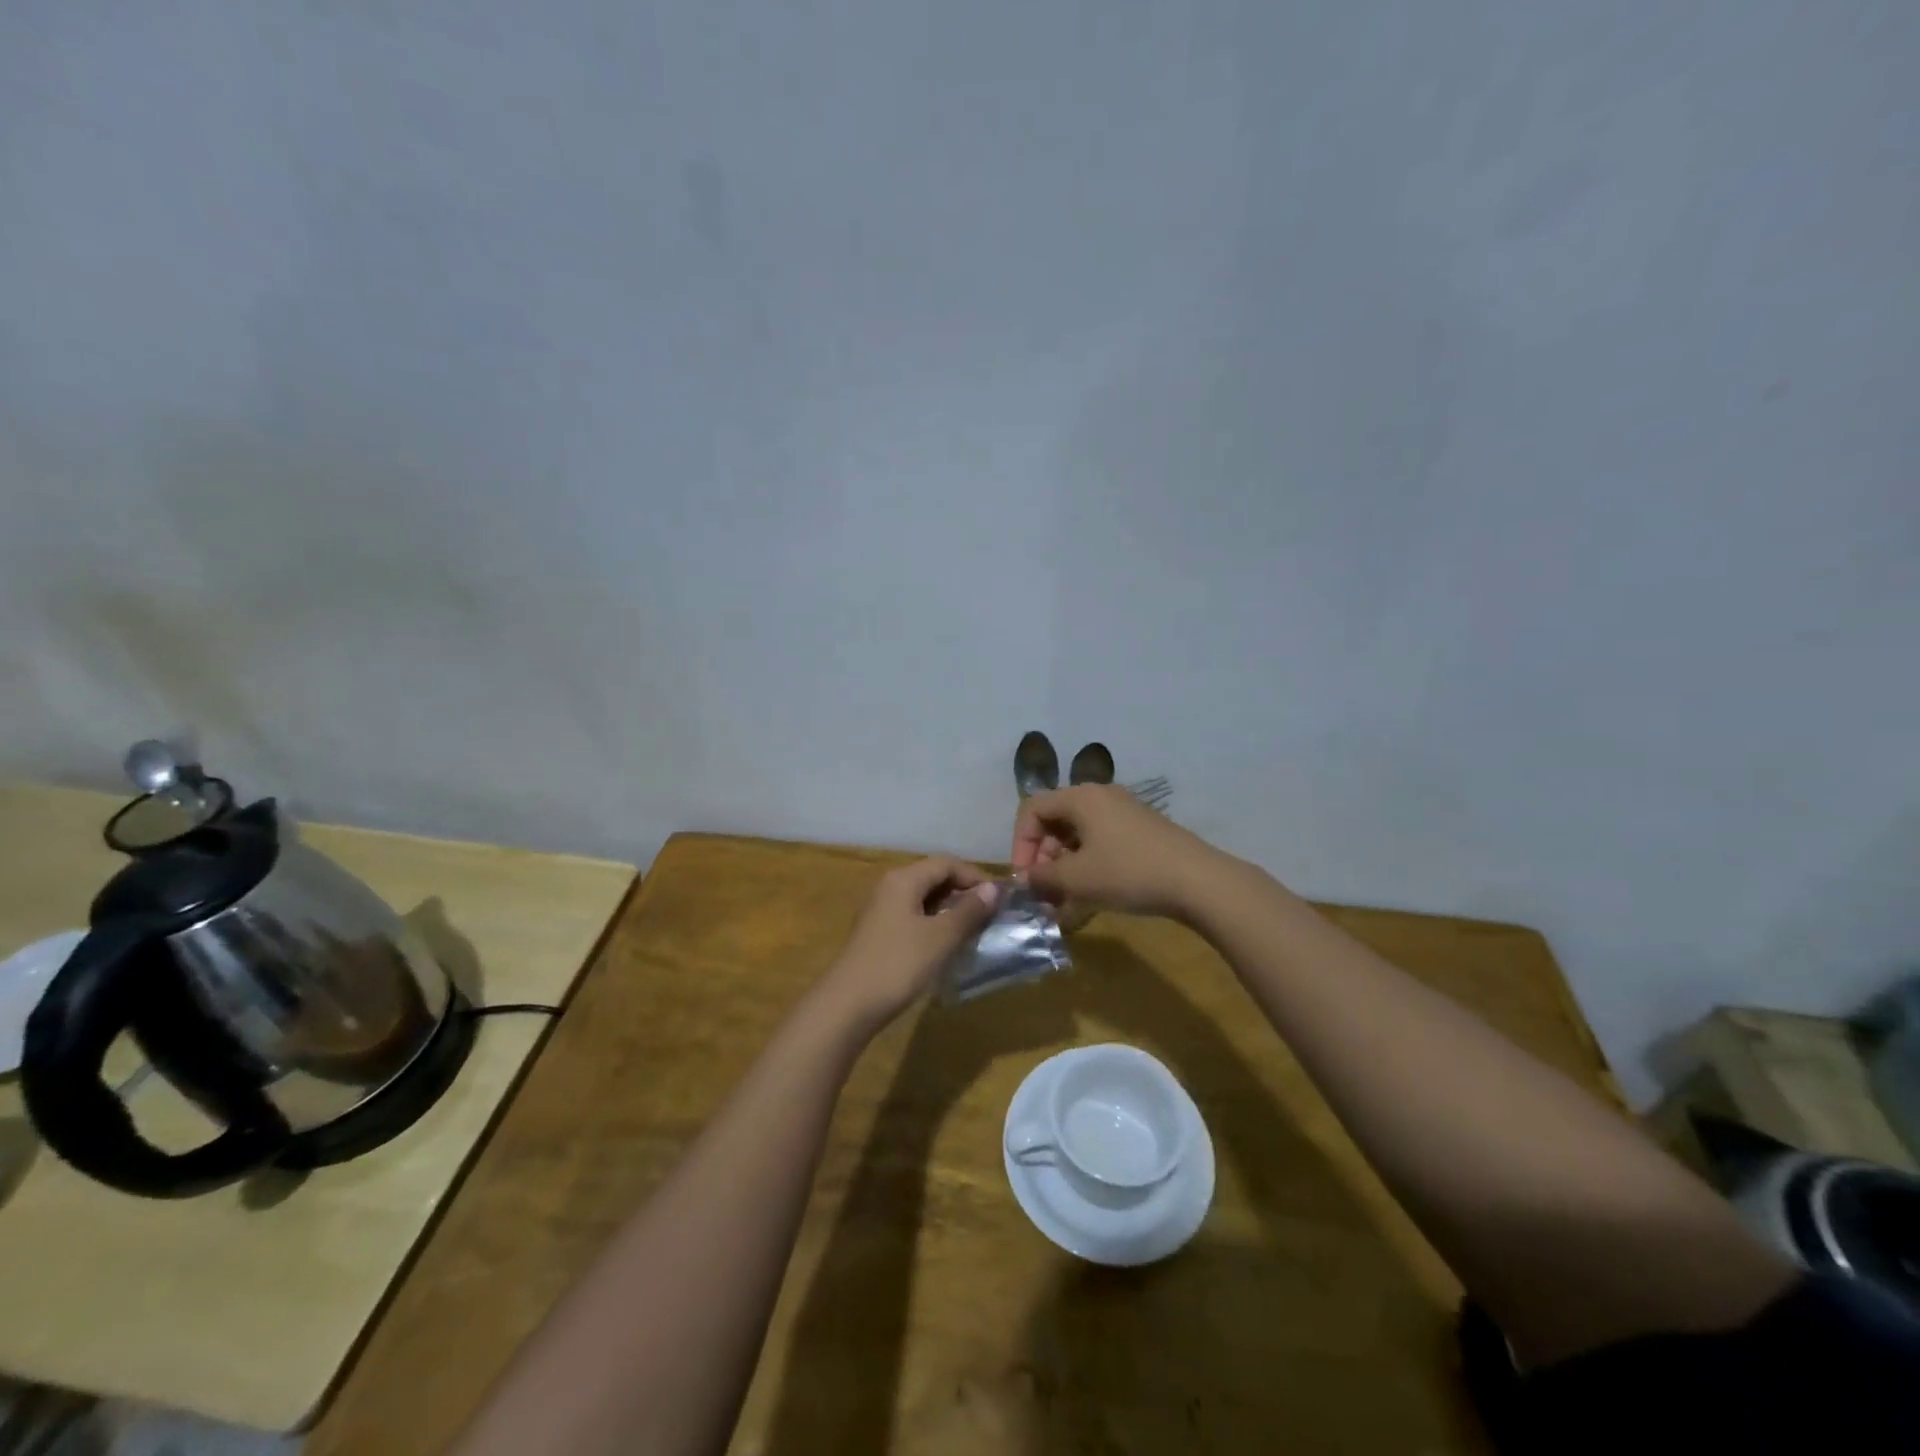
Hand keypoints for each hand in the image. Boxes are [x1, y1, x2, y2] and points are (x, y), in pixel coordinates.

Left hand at [820, 857, 999, 1031]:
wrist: (847, 1005)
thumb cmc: (897, 965)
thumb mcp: (940, 937)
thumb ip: (968, 911)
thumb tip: (992, 889)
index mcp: (903, 879)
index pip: (946, 863)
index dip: (975, 876)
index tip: (1000, 899)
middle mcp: (890, 886)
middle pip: (933, 877)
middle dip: (963, 891)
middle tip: (990, 915)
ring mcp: (881, 910)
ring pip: (923, 898)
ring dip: (950, 909)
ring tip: (974, 929)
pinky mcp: (878, 932)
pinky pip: (913, 915)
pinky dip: (934, 922)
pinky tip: (946, 943)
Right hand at [1011, 785, 1226, 918]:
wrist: (1198, 881)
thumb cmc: (1128, 872)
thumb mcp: (1077, 878)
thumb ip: (1042, 878)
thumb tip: (1026, 879)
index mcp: (1081, 797)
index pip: (1032, 809)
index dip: (1021, 843)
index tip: (1025, 877)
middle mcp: (1100, 797)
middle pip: (1056, 822)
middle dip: (1044, 859)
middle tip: (1044, 892)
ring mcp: (1124, 814)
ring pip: (1079, 837)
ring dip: (1065, 868)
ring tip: (1064, 903)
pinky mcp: (1141, 833)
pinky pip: (1102, 845)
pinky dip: (1088, 868)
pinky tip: (1089, 899)